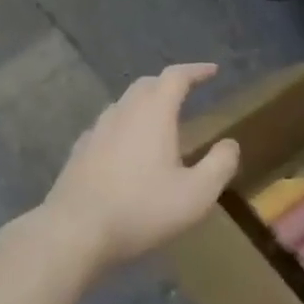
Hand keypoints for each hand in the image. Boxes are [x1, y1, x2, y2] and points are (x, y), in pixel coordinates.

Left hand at [43, 63, 240, 269]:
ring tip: (160, 121)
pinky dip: (124, 127)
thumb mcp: (196, 194)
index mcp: (153, 113)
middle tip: (187, 92)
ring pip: (123, 104)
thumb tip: (230, 144)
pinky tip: (126, 149)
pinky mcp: (79, 153)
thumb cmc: (141, 209)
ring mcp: (96, 131)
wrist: (73, 232)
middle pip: (147, 85)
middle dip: (169, 84)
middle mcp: (123, 113)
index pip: (176, 77)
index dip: (196, 71)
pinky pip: (107, 128)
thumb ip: (219, 165)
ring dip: (145, 104)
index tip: (213, 71)